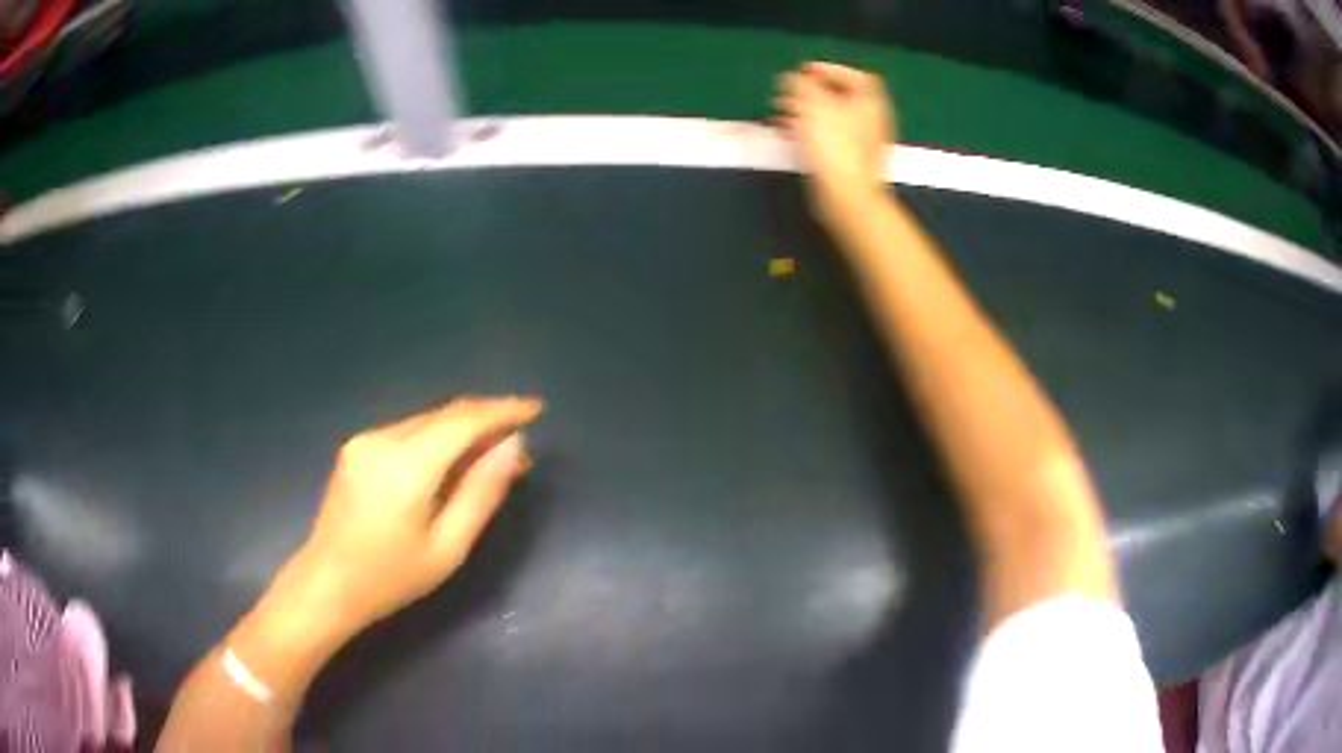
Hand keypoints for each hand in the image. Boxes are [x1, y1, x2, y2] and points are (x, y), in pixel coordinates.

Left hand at [273, 397, 543, 634]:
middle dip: (486, 421)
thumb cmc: (390, 578)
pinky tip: (451, 462)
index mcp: (406, 466)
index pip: (463, 421)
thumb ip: (482, 493)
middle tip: (520, 448)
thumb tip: (515, 447)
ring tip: (492, 457)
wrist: (325, 584)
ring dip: (462, 431)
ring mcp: (365, 440)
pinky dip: (437, 439)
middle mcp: (382, 439)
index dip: (503, 411)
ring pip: (426, 421)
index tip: (537, 409)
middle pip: (445, 415)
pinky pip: (408, 432)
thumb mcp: (447, 548)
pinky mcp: (356, 447)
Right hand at [774, 62, 895, 219]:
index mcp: (870, 101)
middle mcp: (871, 119)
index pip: (854, 76)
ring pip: (831, 118)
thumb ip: (802, 84)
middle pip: (840, 97)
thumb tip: (795, 79)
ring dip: (804, 112)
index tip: (804, 72)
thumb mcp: (813, 104)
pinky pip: (828, 138)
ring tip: (781, 113)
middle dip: (810, 92)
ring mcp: (862, 143)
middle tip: (788, 93)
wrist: (847, 195)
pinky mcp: (850, 162)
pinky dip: (809, 131)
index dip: (828, 70)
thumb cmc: (834, 145)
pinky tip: (789, 134)